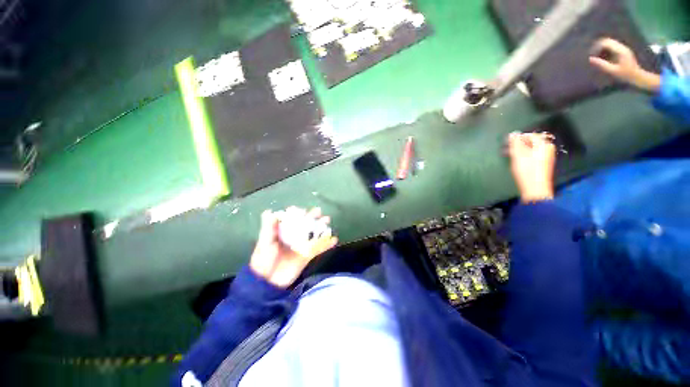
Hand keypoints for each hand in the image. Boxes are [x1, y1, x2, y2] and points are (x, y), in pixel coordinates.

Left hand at [249, 207, 337, 287]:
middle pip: (305, 225)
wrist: (268, 282)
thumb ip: (268, 228)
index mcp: (283, 232)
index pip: (292, 219)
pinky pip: (319, 248)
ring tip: (327, 220)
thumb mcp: (265, 243)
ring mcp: (302, 246)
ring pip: (313, 234)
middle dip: (312, 217)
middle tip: (319, 211)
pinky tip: (334, 240)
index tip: (302, 210)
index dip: (298, 213)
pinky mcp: (308, 255)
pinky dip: (327, 244)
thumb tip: (269, 211)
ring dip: (321, 227)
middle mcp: (294, 237)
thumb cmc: (263, 260)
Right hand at [507, 132, 555, 202]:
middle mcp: (548, 149)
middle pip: (532, 142)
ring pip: (532, 149)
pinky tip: (518, 161)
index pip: (531, 135)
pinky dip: (525, 156)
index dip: (519, 137)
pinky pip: (533, 155)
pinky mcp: (543, 164)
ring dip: (521, 150)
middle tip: (508, 149)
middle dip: (519, 144)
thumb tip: (513, 133)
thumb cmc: (526, 170)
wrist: (535, 189)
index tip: (508, 142)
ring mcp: (547, 157)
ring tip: (510, 155)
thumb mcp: (518, 155)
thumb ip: (515, 143)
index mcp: (544, 144)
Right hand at [589, 38, 660, 92]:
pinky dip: (606, 50)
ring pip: (609, 43)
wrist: (638, 76)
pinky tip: (603, 57)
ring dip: (602, 48)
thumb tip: (590, 59)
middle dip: (599, 46)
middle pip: (607, 41)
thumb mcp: (612, 71)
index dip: (597, 47)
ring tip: (597, 57)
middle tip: (593, 55)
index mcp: (620, 50)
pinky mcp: (623, 51)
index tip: (591, 55)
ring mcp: (623, 48)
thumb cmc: (625, 75)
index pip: (605, 43)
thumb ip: (601, 64)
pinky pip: (612, 47)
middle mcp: (622, 47)